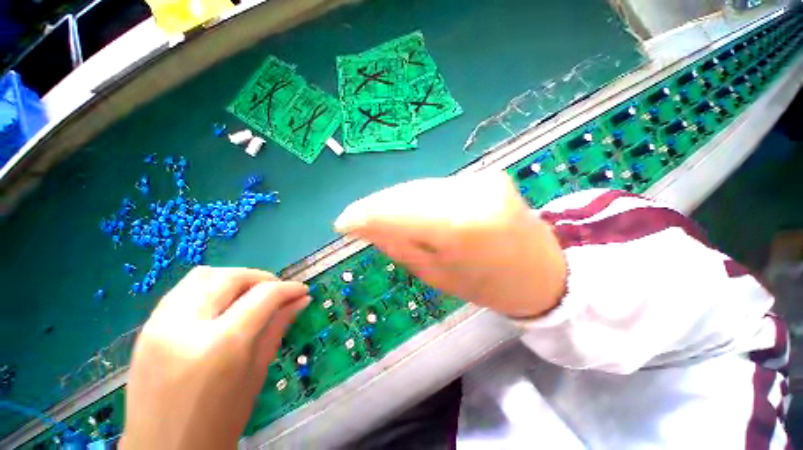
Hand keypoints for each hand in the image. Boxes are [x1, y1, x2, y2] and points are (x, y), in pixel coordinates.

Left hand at [120, 267, 308, 449]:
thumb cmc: (219, 422)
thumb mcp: (256, 373)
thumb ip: (278, 327)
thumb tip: (302, 299)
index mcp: (221, 345)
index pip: (263, 296)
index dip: (288, 288)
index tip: (301, 291)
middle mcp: (186, 327)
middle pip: (231, 277)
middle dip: (261, 278)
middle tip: (276, 291)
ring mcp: (159, 325)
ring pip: (204, 275)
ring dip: (234, 278)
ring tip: (249, 294)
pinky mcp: (146, 328)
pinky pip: (183, 289)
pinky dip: (210, 287)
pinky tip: (221, 305)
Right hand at [334, 172, 565, 317]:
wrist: (541, 271)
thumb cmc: (487, 285)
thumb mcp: (435, 275)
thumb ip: (398, 245)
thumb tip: (363, 225)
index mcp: (461, 228)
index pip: (397, 212)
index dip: (364, 215)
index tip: (342, 223)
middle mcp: (471, 194)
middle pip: (406, 194)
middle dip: (377, 207)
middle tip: (357, 221)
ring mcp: (481, 180)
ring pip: (420, 187)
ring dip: (397, 203)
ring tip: (383, 218)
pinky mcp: (486, 175)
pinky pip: (438, 187)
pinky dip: (419, 199)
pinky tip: (414, 212)